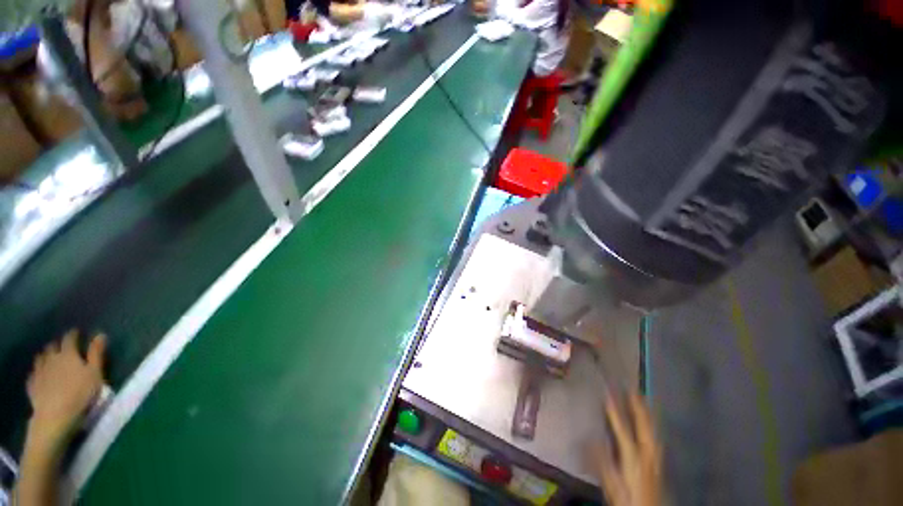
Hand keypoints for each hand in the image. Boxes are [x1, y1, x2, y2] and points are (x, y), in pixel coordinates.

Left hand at [26, 330, 106, 446]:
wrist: (55, 415)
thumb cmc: (80, 392)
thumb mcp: (95, 373)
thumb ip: (96, 353)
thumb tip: (100, 334)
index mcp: (67, 353)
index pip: (69, 338)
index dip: (73, 334)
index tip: (77, 332)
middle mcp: (51, 358)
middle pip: (52, 347)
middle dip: (57, 345)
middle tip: (63, 347)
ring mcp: (39, 371)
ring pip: (40, 358)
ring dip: (45, 356)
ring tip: (50, 359)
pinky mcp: (33, 384)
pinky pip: (34, 373)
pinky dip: (37, 371)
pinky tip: (40, 376)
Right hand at [594, 394, 661, 505]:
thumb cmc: (627, 500)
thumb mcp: (612, 485)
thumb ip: (603, 463)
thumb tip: (590, 438)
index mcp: (633, 459)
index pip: (623, 430)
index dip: (615, 411)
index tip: (608, 393)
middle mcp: (647, 455)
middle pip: (644, 426)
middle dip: (638, 406)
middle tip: (632, 388)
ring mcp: (656, 459)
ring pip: (653, 430)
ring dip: (647, 413)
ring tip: (642, 398)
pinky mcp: (659, 463)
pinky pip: (656, 437)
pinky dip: (653, 425)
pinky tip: (651, 421)